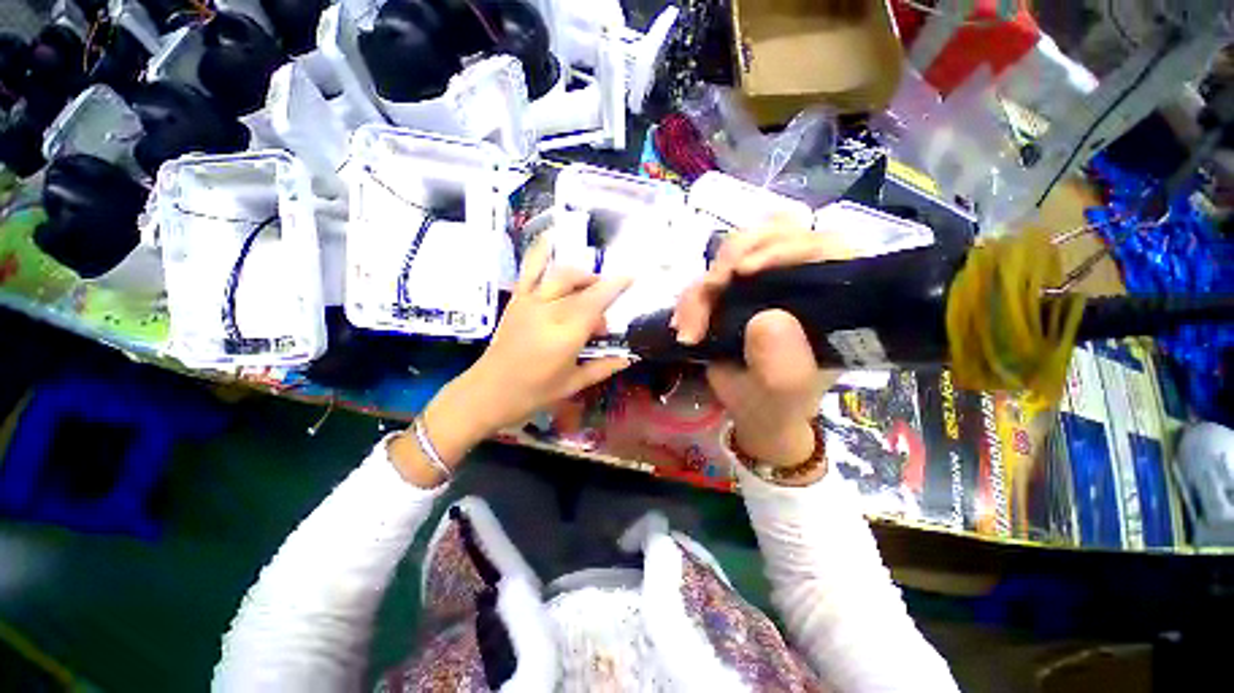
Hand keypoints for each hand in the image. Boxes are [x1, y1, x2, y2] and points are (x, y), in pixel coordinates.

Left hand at [395, 238, 631, 485]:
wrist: (488, 391)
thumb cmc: (533, 393)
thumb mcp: (572, 384)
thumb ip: (602, 367)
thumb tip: (628, 358)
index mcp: (565, 336)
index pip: (596, 303)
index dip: (615, 287)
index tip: (630, 277)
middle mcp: (549, 312)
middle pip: (583, 290)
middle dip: (599, 296)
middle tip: (601, 320)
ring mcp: (530, 302)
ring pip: (562, 275)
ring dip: (581, 275)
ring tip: (589, 285)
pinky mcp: (517, 299)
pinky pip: (529, 269)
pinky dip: (540, 250)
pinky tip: (550, 236)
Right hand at [673, 221, 854, 466]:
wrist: (753, 408)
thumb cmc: (778, 402)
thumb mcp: (783, 393)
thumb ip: (782, 365)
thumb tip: (766, 319)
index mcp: (837, 295)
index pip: (823, 245)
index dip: (783, 246)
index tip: (741, 272)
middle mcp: (807, 276)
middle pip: (773, 233)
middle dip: (732, 260)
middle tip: (708, 293)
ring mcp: (771, 276)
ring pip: (736, 249)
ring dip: (706, 283)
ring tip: (689, 323)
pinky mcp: (741, 285)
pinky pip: (711, 272)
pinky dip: (693, 294)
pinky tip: (684, 322)